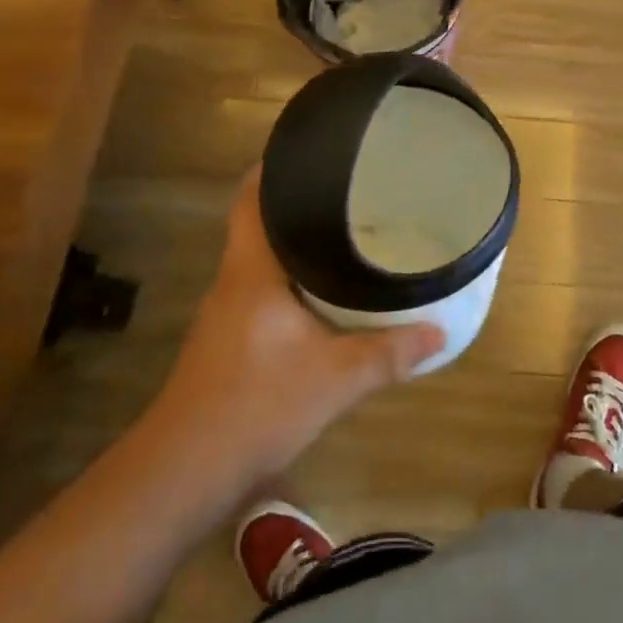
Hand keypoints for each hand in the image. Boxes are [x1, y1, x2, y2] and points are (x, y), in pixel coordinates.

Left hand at [144, 168, 445, 488]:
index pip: (251, 198)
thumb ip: (388, 352)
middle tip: (350, 189)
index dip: (273, 167)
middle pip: (260, 222)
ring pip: (263, 259)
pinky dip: (292, 280)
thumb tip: (440, 332)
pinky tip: (323, 294)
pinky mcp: (229, 342)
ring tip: (346, 232)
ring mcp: (227, 313)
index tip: (311, 148)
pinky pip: (264, 290)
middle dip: (299, 202)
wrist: (182, 474)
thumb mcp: (334, 379)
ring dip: (296, 244)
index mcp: (251, 270)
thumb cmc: (255, 406)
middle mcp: (234, 281)